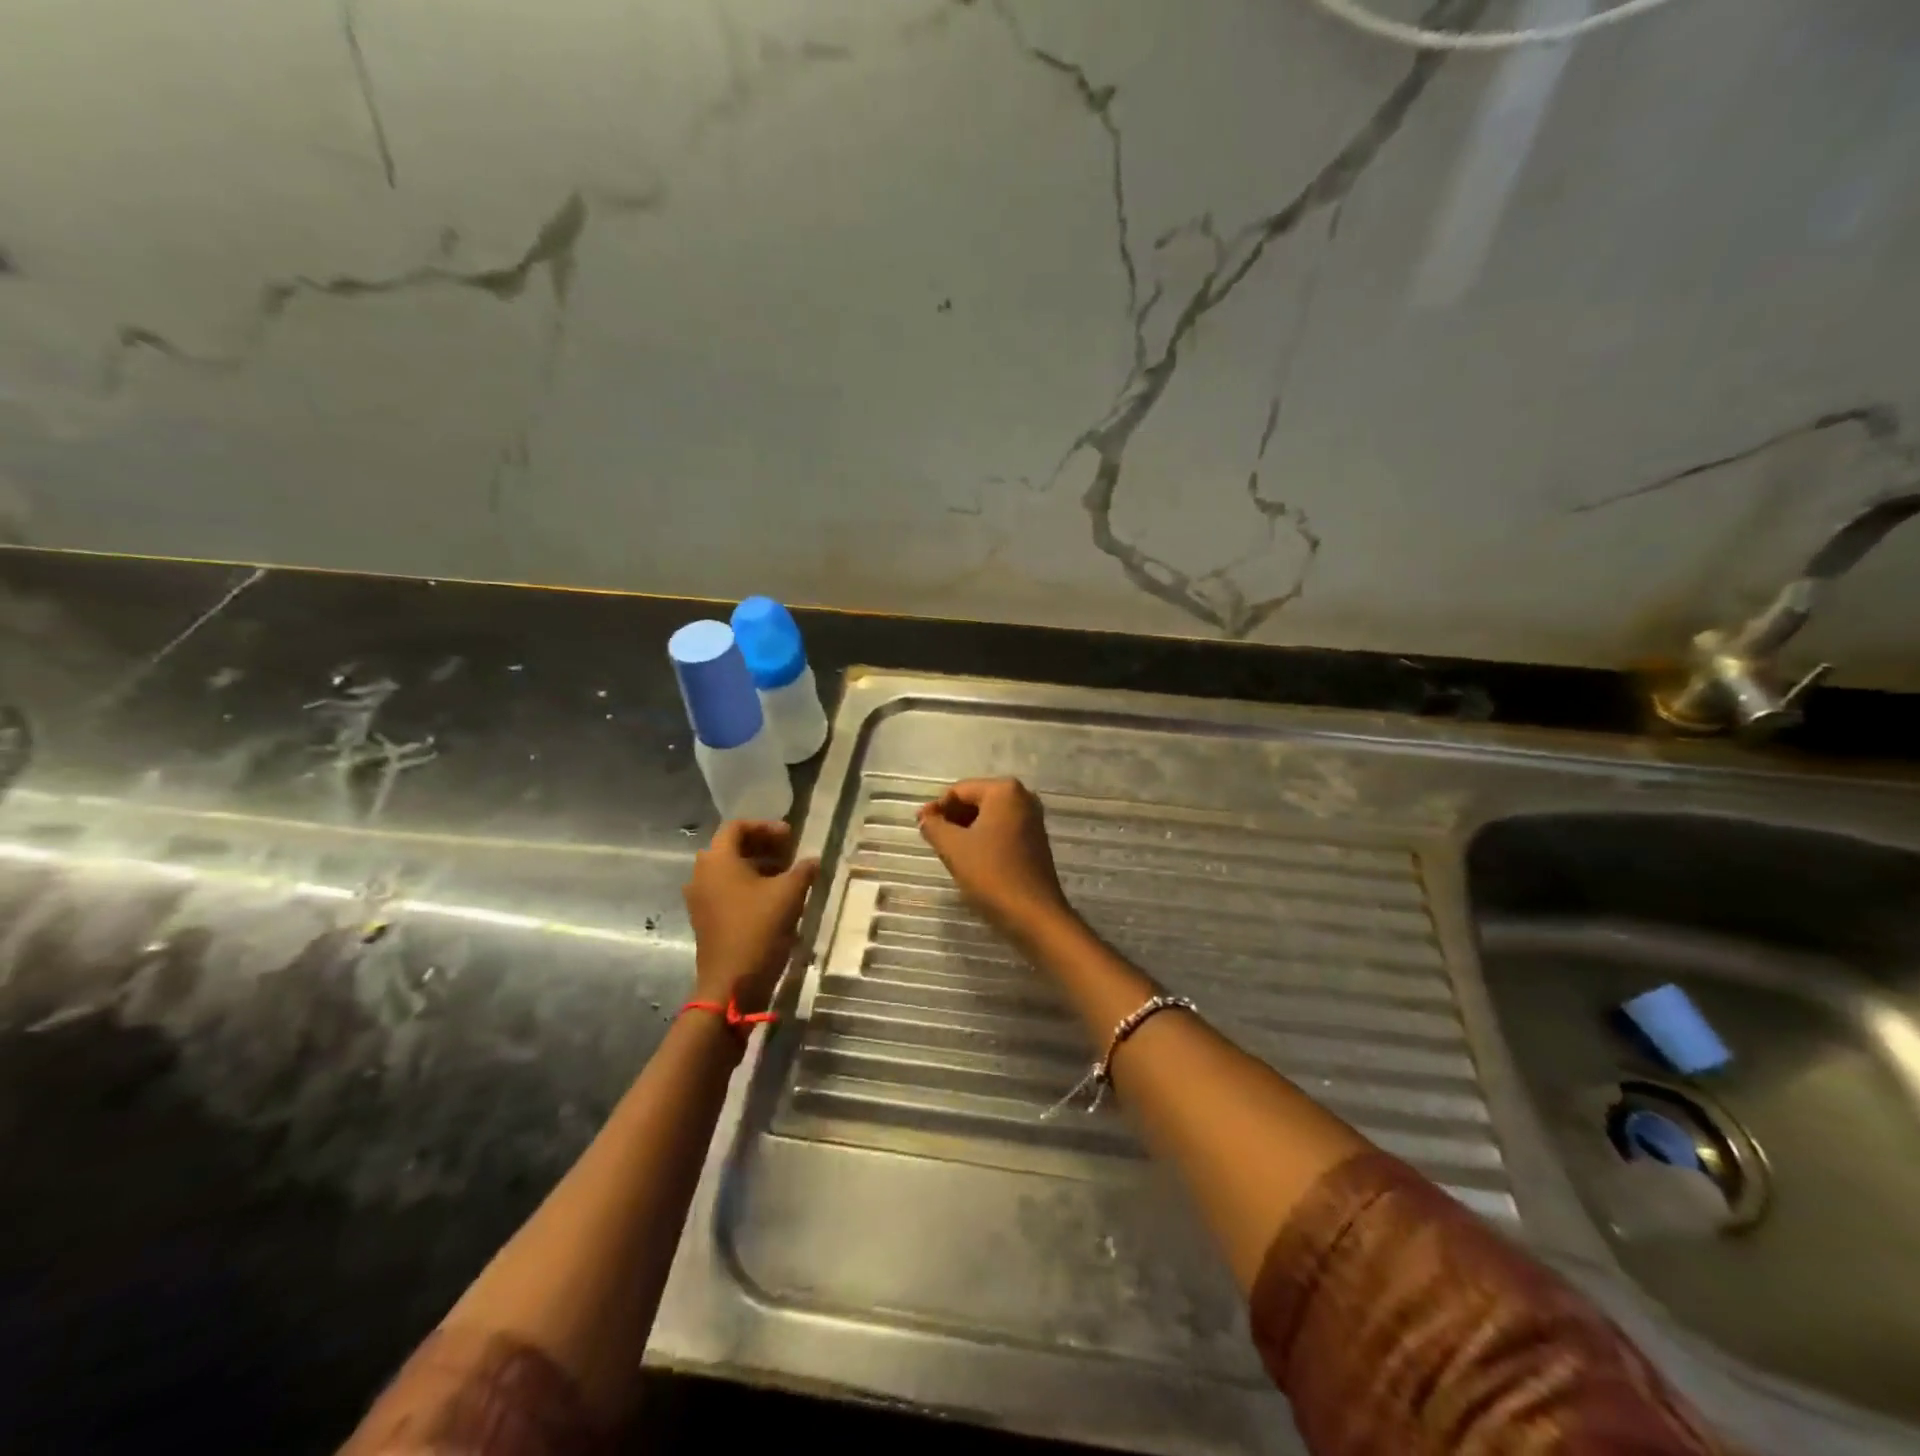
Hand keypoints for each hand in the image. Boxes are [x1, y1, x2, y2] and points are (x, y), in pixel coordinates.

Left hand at [684, 820, 818, 1011]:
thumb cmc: (758, 929)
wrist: (731, 983)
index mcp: (717, 860)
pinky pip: (724, 889)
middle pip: (731, 846)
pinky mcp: (704, 917)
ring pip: (728, 869)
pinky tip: (772, 897)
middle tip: (790, 852)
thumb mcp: (789, 894)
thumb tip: (812, 860)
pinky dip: (746, 885)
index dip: (766, 826)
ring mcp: (699, 897)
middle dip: (762, 845)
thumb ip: (802, 870)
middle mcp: (702, 873)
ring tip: (785, 874)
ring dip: (756, 865)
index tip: (791, 837)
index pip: (737, 827)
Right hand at [917, 778, 1073, 939]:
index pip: (959, 791)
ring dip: (965, 829)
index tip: (919, 826)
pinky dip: (982, 839)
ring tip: (946, 850)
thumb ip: (933, 826)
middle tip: (930, 838)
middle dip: (951, 818)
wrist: (1033, 914)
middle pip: (975, 800)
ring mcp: (1032, 819)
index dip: (936, 807)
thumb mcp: (953, 847)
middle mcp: (1022, 797)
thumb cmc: (991, 873)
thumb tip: (925, 817)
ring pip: (987, 817)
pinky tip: (968, 858)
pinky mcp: (1034, 840)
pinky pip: (1000, 830)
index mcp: (1004, 790)